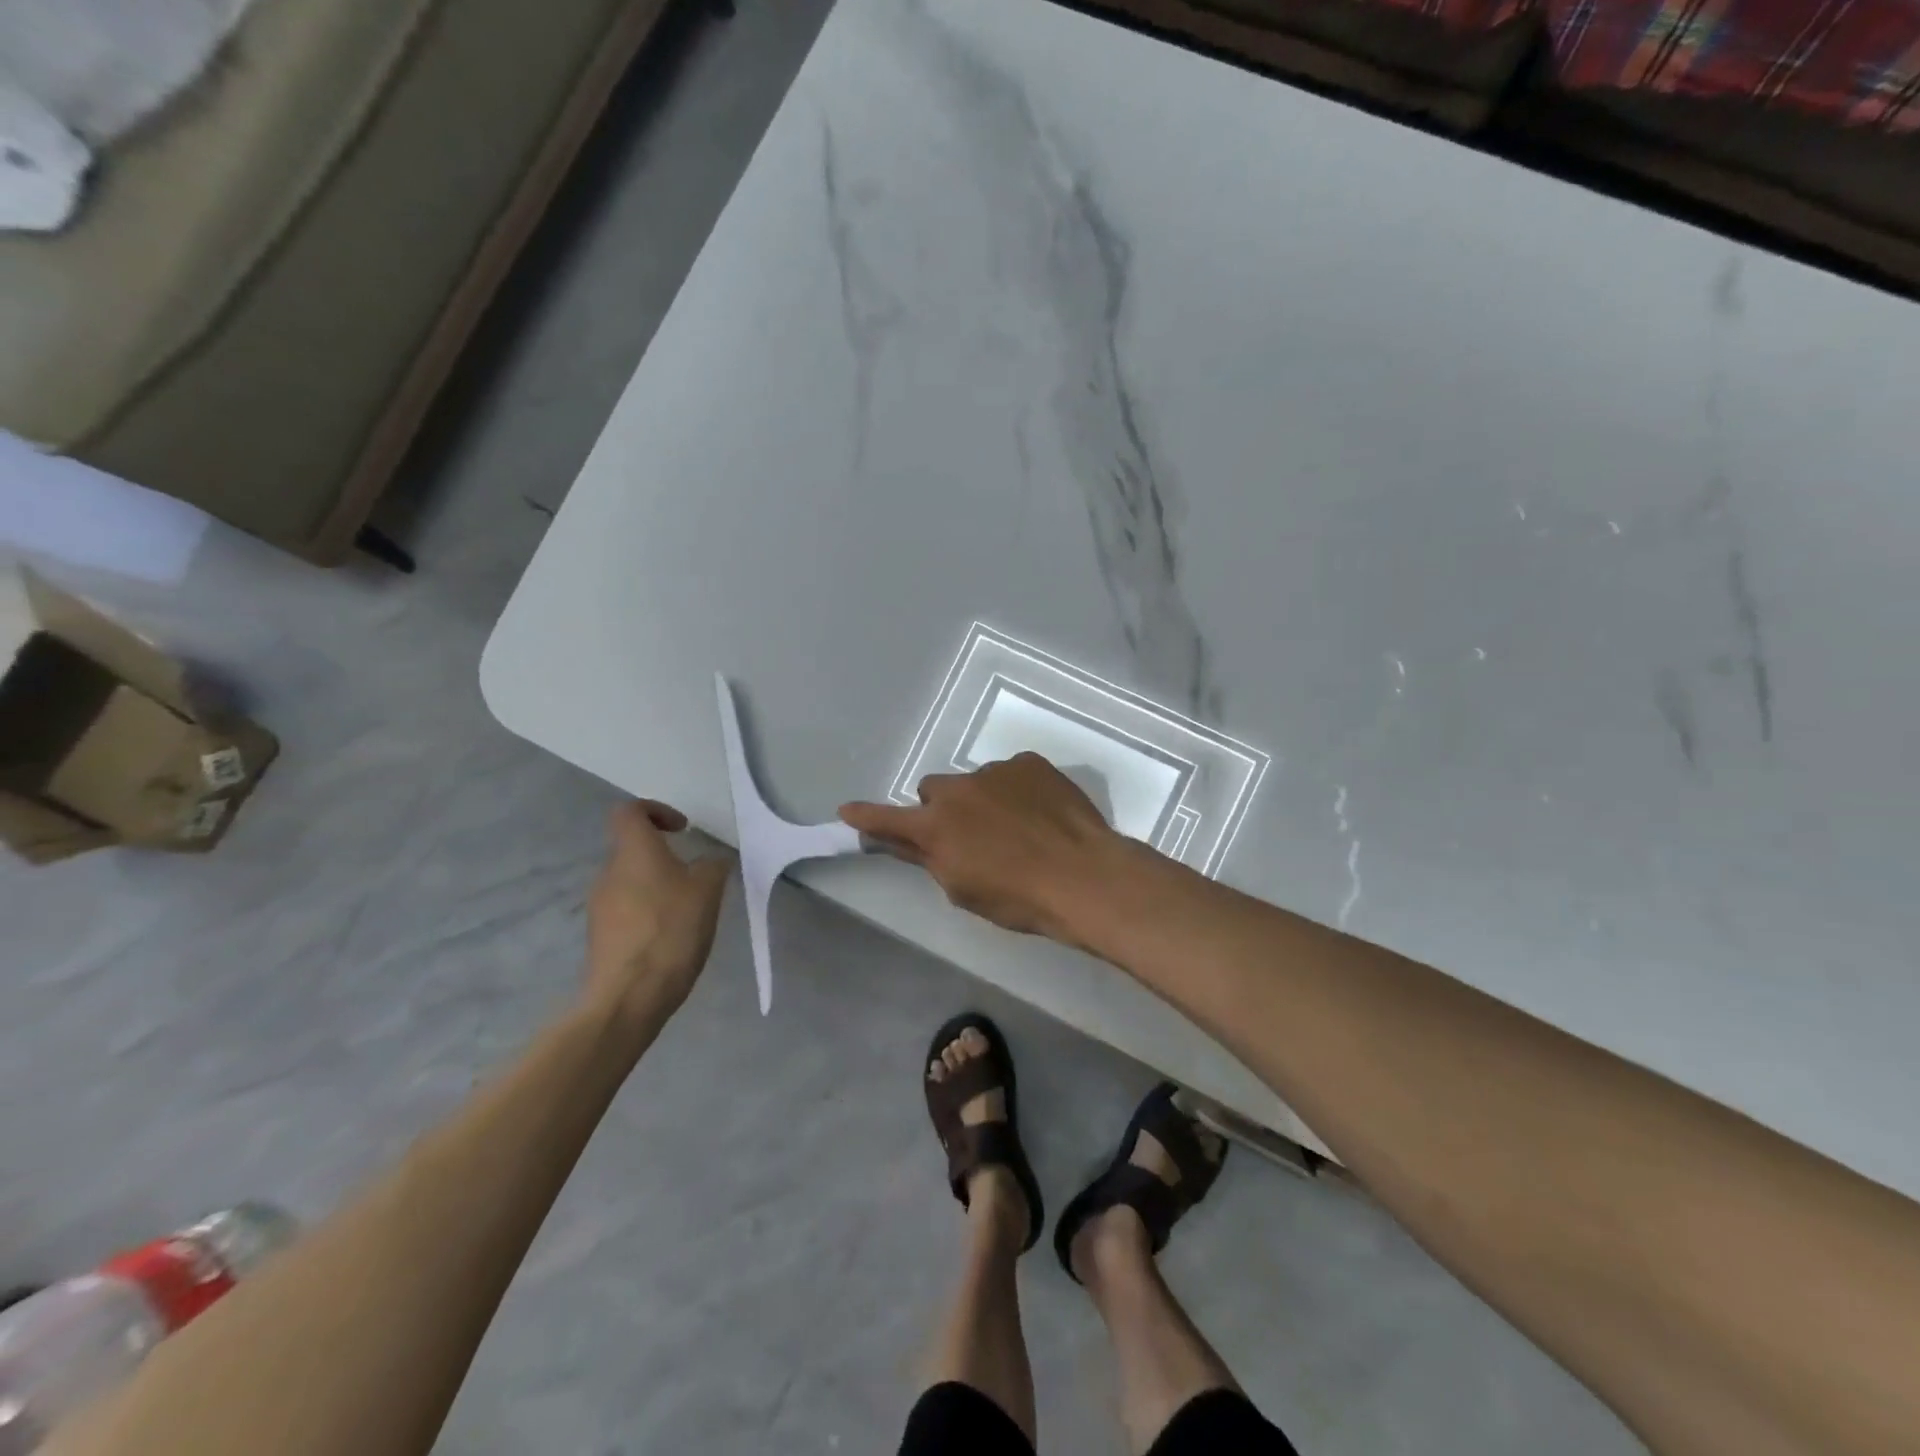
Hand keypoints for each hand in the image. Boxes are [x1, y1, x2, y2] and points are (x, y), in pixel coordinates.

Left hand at [584, 801, 732, 1028]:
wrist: (628, 998)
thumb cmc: (670, 931)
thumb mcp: (708, 891)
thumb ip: (713, 866)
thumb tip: (711, 860)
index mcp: (633, 852)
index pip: (629, 811)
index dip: (656, 811)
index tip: (682, 829)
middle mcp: (609, 872)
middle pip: (632, 849)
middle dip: (664, 856)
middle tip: (696, 876)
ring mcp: (600, 906)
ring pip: (631, 881)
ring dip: (658, 887)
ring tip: (688, 911)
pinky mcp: (600, 937)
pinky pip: (627, 910)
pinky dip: (649, 913)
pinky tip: (671, 937)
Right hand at [840, 753, 1130, 943]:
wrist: (1083, 876)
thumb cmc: (1018, 898)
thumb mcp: (964, 890)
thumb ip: (929, 859)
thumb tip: (904, 841)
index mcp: (936, 826)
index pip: (888, 819)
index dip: (866, 816)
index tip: (846, 810)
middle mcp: (958, 790)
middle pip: (934, 792)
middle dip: (942, 811)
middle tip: (970, 837)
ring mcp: (995, 771)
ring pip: (976, 783)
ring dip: (983, 801)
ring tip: (1018, 829)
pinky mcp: (1029, 763)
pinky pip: (1011, 774)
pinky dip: (1016, 791)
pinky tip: (1040, 815)